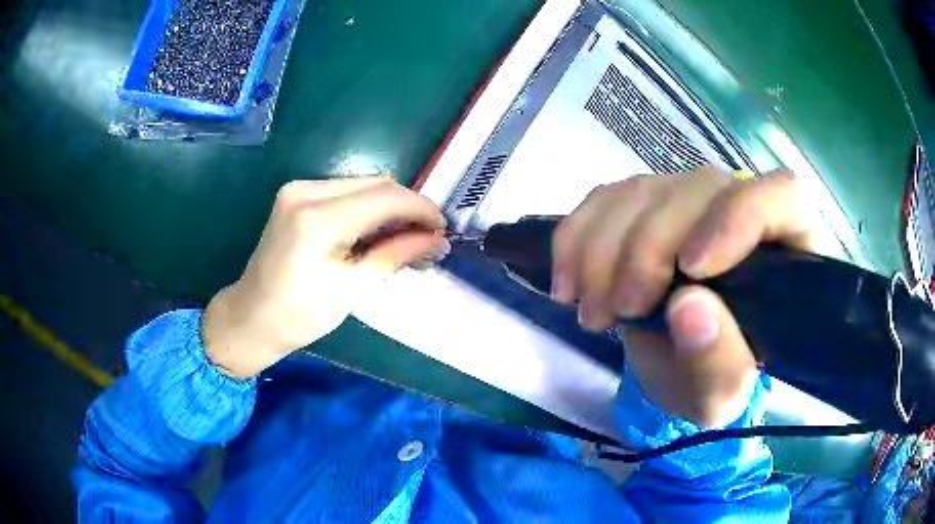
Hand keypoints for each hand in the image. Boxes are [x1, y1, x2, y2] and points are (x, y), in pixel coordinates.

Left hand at [202, 177, 449, 378]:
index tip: (443, 227)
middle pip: (376, 184)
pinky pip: (346, 191)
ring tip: (407, 236)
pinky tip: (378, 230)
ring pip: (363, 184)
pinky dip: (368, 206)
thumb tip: (436, 239)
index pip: (384, 197)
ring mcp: (298, 188)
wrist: (251, 316)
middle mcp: (305, 191)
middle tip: (428, 236)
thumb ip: (395, 254)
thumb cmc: (298, 316)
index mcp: (317, 220)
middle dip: (408, 207)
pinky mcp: (296, 194)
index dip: (420, 208)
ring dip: (390, 206)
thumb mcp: (352, 290)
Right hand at [551, 168, 823, 426]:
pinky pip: (603, 199)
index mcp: (787, 249)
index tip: (692, 267)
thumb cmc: (713, 379)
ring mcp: (691, 199)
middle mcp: (742, 207)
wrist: (677, 367)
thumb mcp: (718, 396)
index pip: (782, 196)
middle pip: (698, 190)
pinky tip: (568, 285)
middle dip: (647, 249)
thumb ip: (717, 362)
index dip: (738, 216)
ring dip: (603, 252)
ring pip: (643, 190)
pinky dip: (575, 239)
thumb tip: (690, 308)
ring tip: (595, 313)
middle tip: (621, 310)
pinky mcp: (646, 203)